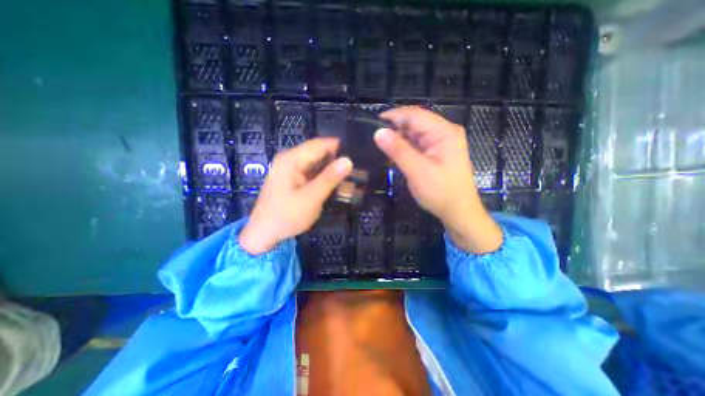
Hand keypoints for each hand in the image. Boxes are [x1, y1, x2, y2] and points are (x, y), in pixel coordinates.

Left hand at [240, 139, 351, 254]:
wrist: (264, 234)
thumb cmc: (286, 216)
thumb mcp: (311, 198)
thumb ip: (329, 178)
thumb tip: (348, 160)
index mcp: (291, 159)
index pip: (320, 144)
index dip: (339, 147)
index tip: (358, 155)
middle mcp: (291, 160)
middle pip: (319, 153)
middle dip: (337, 160)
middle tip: (358, 170)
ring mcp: (292, 170)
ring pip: (318, 164)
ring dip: (332, 170)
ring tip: (352, 177)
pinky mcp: (294, 179)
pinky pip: (313, 173)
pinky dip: (325, 178)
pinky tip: (337, 185)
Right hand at [375, 107, 500, 252]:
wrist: (458, 212)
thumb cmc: (441, 192)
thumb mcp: (417, 171)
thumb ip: (398, 150)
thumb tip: (378, 132)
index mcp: (444, 132)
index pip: (415, 114)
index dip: (393, 115)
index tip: (372, 123)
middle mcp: (444, 132)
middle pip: (415, 122)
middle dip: (395, 128)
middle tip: (374, 138)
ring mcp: (440, 142)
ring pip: (414, 133)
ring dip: (398, 138)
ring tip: (380, 146)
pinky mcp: (436, 152)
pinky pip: (417, 144)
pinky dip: (404, 147)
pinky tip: (393, 153)